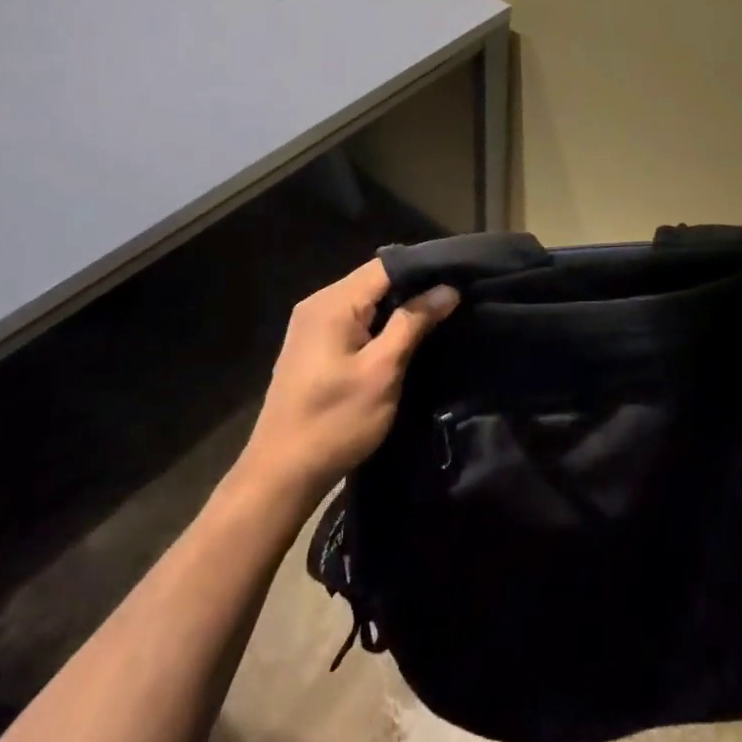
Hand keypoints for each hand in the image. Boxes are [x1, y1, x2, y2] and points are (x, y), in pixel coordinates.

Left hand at [236, 258, 458, 505]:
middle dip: (414, 287)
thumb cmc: (335, 421)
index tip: (460, 277)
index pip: (386, 265)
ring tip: (439, 315)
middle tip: (455, 299)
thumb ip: (413, 323)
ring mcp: (311, 325)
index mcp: (333, 303)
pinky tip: (404, 336)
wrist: (281, 475)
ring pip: (365, 301)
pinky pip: (354, 319)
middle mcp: (318, 304)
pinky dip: (380, 323)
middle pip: (374, 280)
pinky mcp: (312, 347)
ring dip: (398, 307)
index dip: (424, 269)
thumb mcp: (383, 371)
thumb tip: (447, 289)